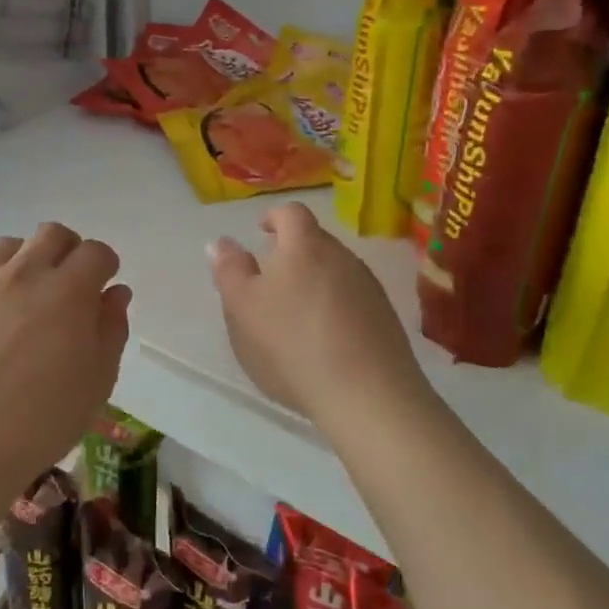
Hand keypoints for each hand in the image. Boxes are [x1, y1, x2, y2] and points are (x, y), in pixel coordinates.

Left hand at [0, 223, 130, 504]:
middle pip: (52, 234)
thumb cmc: (42, 422)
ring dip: (24, 264)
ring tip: (20, 301)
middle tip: (64, 288)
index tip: (101, 289)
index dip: (104, 267)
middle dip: (67, 253)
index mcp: (67, 291)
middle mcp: (22, 273)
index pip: (96, 252)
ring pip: (8, 247)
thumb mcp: (97, 382)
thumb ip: (111, 328)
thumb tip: (114, 292)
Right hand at [209, 202, 425, 427]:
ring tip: (294, 314)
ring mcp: (370, 288)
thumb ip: (229, 270)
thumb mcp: (242, 308)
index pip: (291, 213)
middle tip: (270, 279)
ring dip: (314, 282)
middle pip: (315, 241)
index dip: (273, 217)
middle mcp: (343, 257)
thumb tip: (221, 242)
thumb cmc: (292, 343)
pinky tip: (323, 341)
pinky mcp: (387, 320)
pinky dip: (335, 308)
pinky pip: (353, 300)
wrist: (368, 396)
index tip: (260, 232)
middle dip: (292, 252)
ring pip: (335, 271)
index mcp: (305, 246)